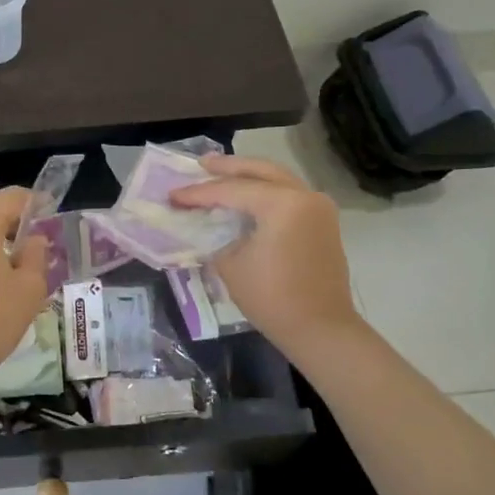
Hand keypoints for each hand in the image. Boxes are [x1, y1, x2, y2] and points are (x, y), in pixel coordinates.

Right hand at [171, 155, 363, 355]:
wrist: (321, 330)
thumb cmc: (272, 298)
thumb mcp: (230, 264)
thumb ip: (214, 236)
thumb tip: (204, 225)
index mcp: (282, 203)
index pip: (231, 190)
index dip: (199, 193)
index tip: (173, 195)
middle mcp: (304, 195)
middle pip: (260, 171)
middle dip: (228, 167)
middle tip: (200, 164)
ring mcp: (318, 207)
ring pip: (277, 178)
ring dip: (248, 176)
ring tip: (220, 174)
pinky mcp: (322, 221)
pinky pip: (289, 194)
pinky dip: (265, 190)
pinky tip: (245, 196)